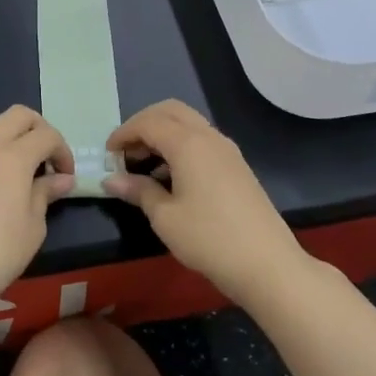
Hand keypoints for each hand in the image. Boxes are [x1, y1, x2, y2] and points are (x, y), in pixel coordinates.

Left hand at [0, 106, 74, 311]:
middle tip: (47, 159)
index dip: (63, 151)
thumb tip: (62, 179)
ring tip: (23, 171)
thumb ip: (46, 193)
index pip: (46, 134)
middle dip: (39, 129)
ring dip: (14, 138)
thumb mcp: (34, 225)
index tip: (66, 176)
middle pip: (18, 115)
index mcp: (14, 155)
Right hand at [105, 100, 310, 304]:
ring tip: (145, 165)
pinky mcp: (237, 165)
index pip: (148, 122)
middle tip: (126, 151)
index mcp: (188, 143)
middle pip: (171, 111)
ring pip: (189, 123)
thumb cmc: (209, 239)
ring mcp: (227, 149)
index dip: (124, 133)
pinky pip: (202, 140)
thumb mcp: (165, 217)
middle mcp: (208, 137)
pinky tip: (172, 176)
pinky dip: (181, 145)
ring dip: (163, 133)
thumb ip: (138, 191)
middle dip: (144, 124)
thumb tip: (112, 180)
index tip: (108, 154)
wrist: (267, 263)